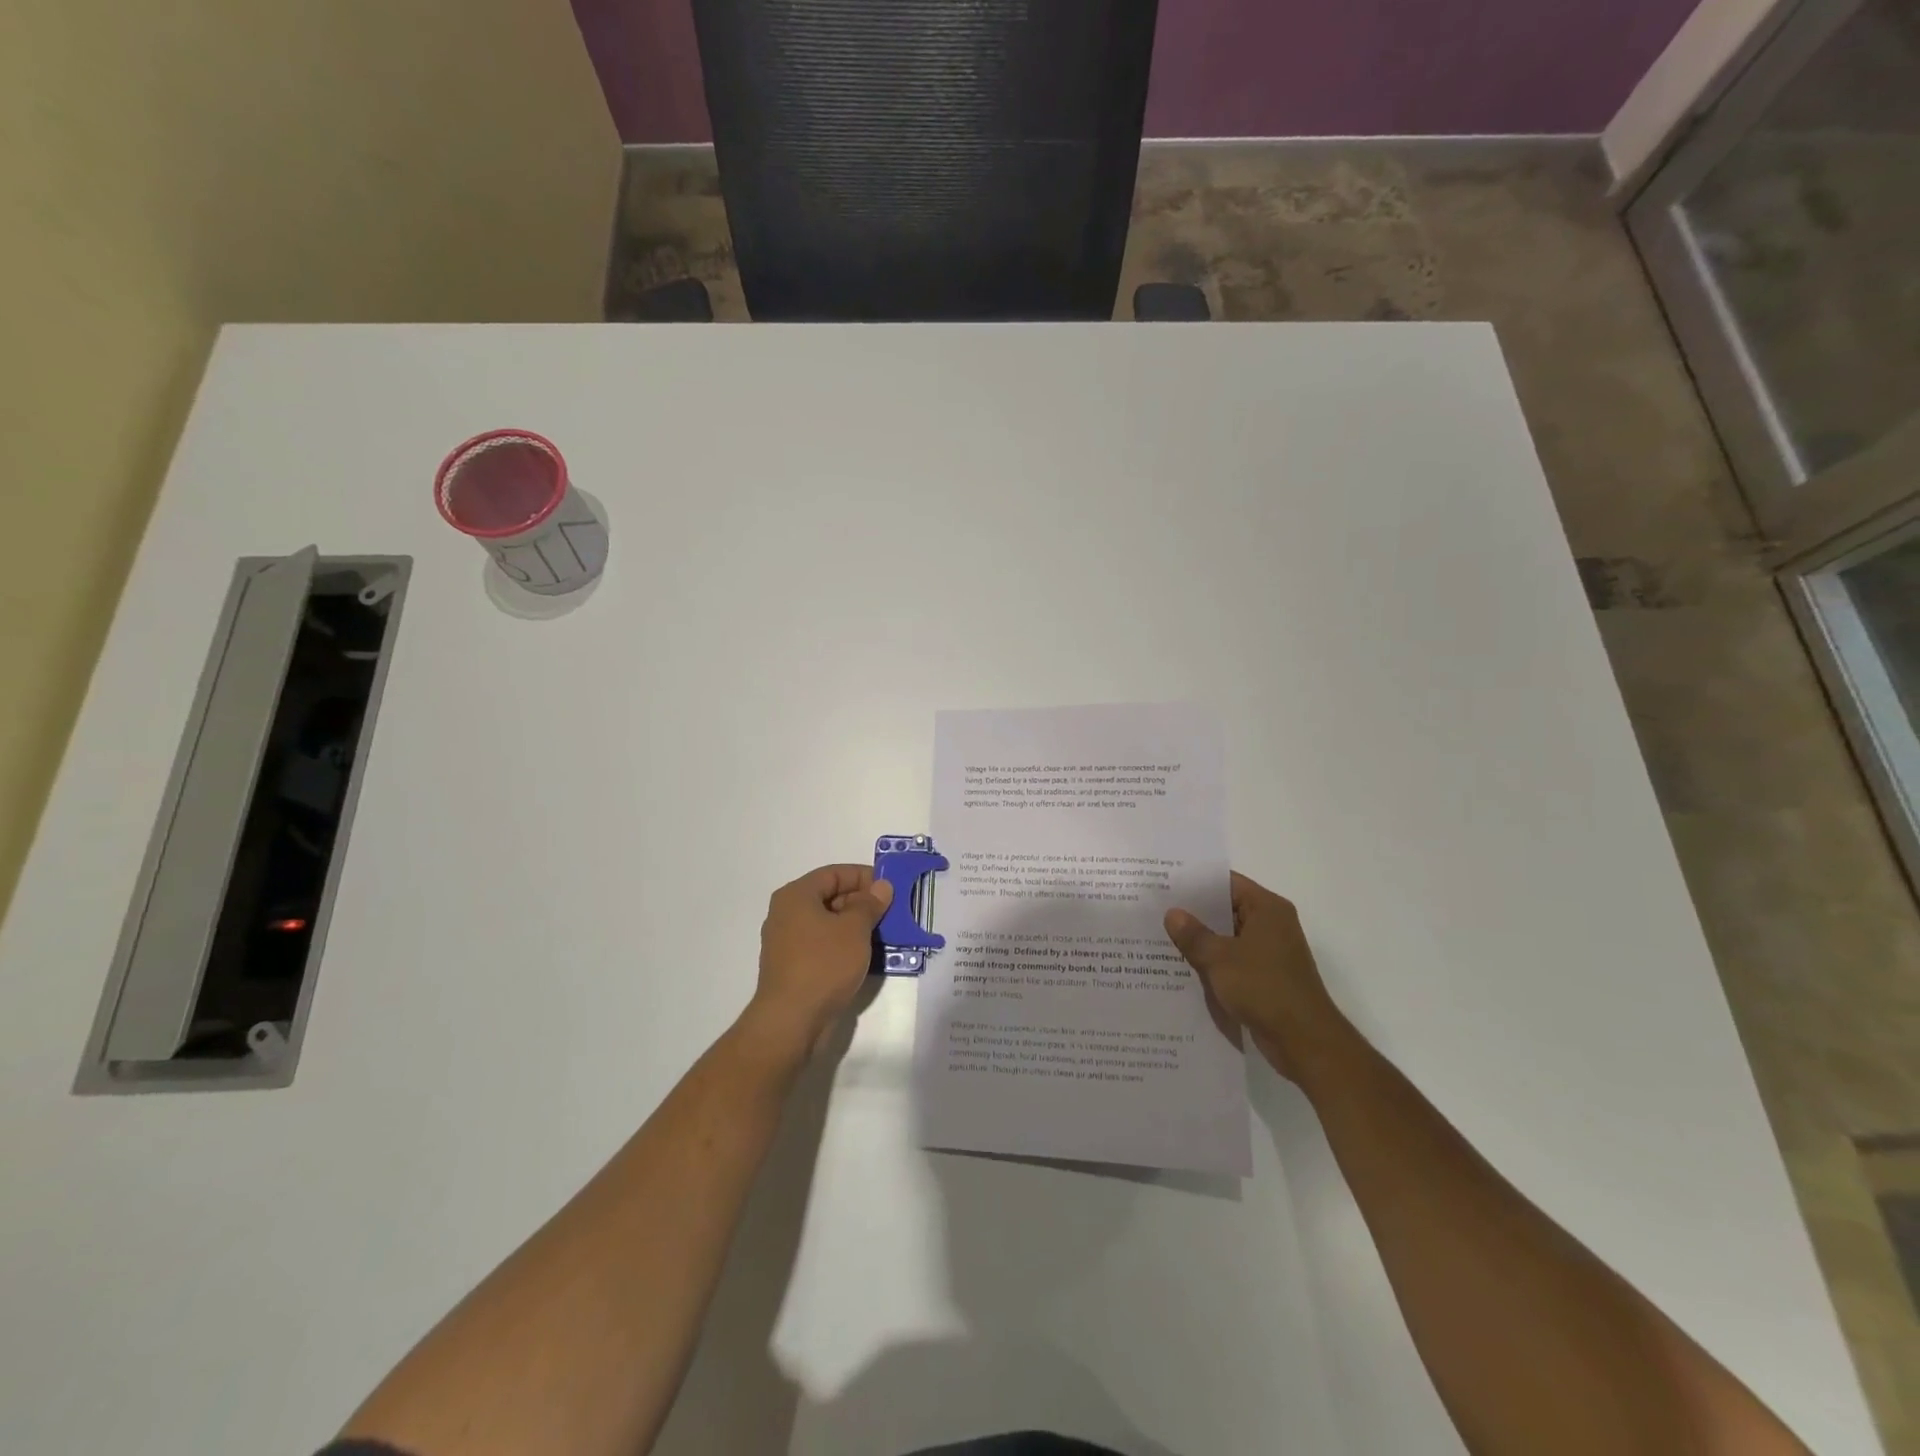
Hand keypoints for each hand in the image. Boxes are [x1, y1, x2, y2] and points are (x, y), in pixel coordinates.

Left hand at [749, 864, 893, 1050]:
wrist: (791, 1021)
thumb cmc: (823, 964)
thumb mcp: (854, 929)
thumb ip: (869, 904)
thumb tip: (881, 886)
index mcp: (796, 896)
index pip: (834, 873)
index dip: (864, 877)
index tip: (890, 889)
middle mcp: (787, 914)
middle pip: (830, 896)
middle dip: (862, 902)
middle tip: (892, 913)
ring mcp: (787, 942)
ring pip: (828, 923)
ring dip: (856, 926)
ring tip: (885, 934)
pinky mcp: (793, 967)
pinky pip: (823, 945)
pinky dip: (844, 946)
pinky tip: (866, 957)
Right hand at [1164, 872, 1347, 1080]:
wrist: (1304, 1041)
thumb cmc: (1264, 988)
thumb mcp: (1219, 958)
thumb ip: (1193, 934)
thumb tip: (1172, 914)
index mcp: (1267, 908)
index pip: (1227, 883)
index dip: (1196, 882)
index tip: (1165, 884)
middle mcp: (1272, 924)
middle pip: (1227, 908)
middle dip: (1194, 912)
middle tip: (1156, 909)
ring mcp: (1271, 952)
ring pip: (1228, 936)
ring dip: (1202, 939)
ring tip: (1162, 936)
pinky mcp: (1267, 976)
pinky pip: (1233, 959)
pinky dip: (1213, 961)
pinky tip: (1183, 966)